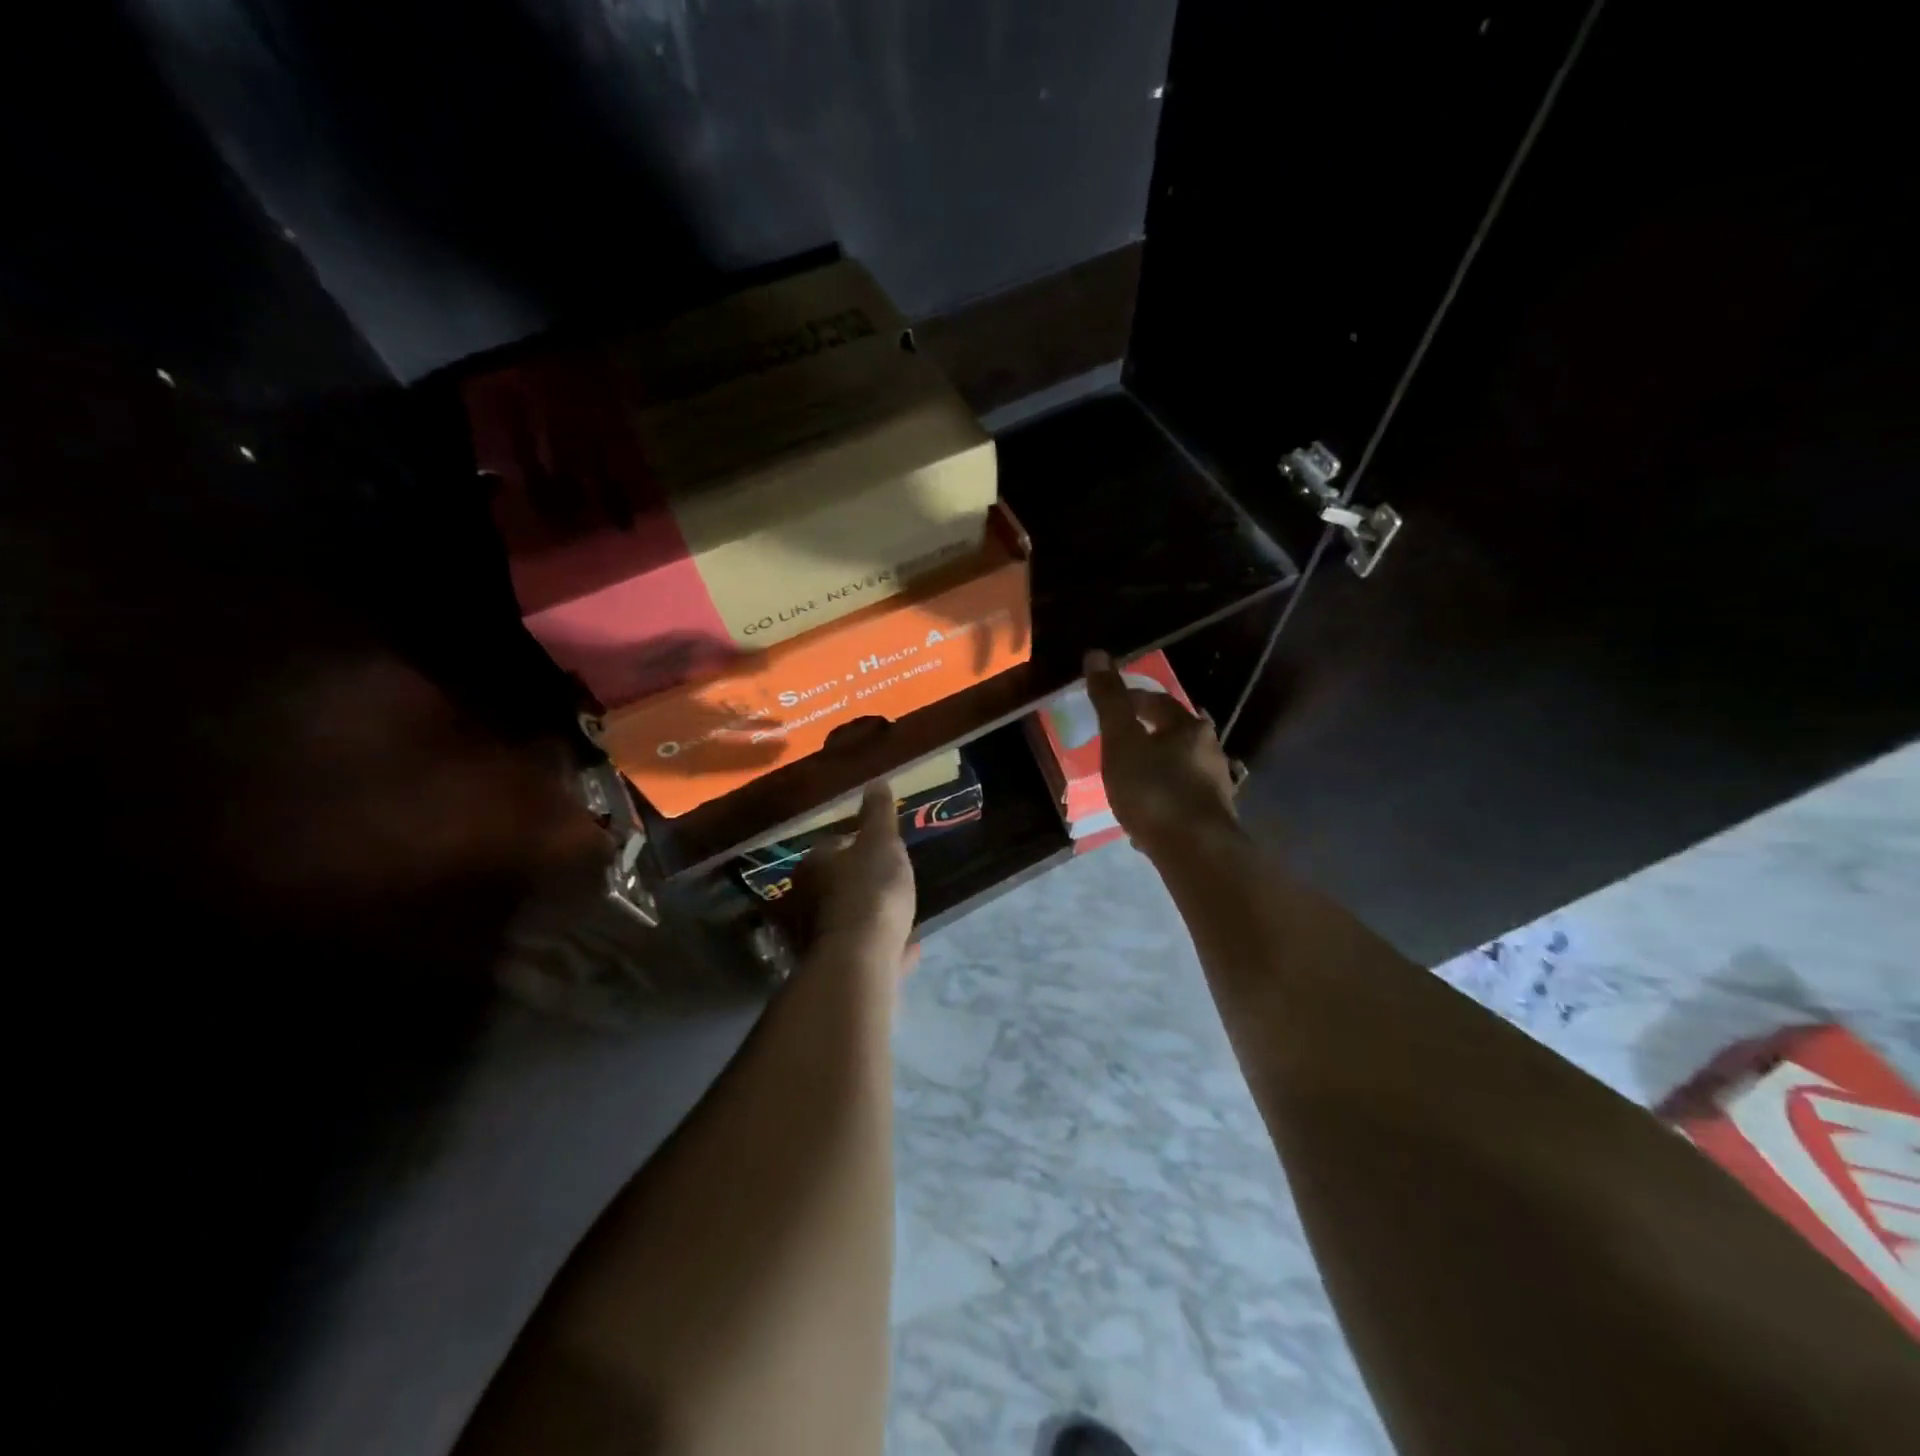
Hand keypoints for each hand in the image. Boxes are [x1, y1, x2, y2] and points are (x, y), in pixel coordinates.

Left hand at [804, 783, 918, 983]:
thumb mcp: (881, 843)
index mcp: (813, 866)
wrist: (860, 960)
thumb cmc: (870, 891)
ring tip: (902, 917)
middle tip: (893, 884)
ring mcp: (817, 938)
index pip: (833, 847)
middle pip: (836, 885)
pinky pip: (861, 951)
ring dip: (869, 917)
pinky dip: (881, 946)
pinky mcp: (834, 968)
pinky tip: (906, 948)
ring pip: (847, 920)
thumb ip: (878, 814)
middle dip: (861, 884)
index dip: (858, 846)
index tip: (883, 851)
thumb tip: (875, 782)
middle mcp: (805, 901)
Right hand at [1083, 649, 1240, 858]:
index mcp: (1188, 727)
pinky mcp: (1214, 818)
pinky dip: (1166, 797)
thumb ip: (1110, 701)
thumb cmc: (1154, 790)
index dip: (1133, 700)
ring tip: (1133, 779)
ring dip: (1160, 767)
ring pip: (1183, 766)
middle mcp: (1209, 750)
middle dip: (1150, 734)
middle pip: (1177, 733)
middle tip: (1122, 742)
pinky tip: (1150, 815)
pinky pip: (1184, 798)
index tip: (1112, 706)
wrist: (1196, 851)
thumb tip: (1097, 654)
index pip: (1159, 702)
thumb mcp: (1122, 742)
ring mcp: (1216, 786)